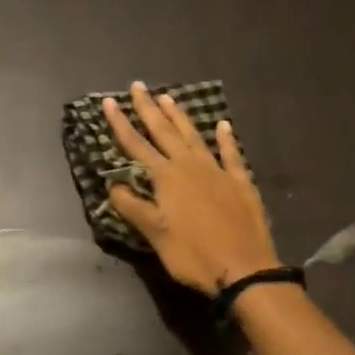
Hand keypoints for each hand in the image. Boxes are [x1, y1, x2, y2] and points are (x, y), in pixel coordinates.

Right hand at [103, 82, 280, 295]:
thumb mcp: (155, 234)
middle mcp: (191, 166)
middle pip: (165, 132)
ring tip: (168, 97)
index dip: (121, 124)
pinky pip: (231, 154)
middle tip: (138, 86)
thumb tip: (112, 185)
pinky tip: (223, 126)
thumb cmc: (193, 255)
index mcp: (167, 178)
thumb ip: (133, 207)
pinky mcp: (241, 183)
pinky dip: (226, 139)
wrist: (244, 269)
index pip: (137, 145)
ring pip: (195, 137)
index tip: (109, 101)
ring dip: (180, 117)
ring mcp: (218, 172)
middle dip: (149, 109)